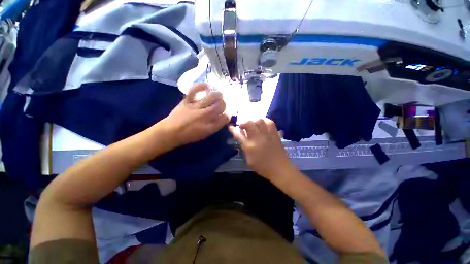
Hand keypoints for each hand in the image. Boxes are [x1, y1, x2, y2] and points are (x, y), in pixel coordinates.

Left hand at [162, 83, 229, 146]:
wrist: (170, 132)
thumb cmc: (189, 136)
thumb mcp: (205, 134)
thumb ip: (215, 126)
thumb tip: (223, 118)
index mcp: (210, 126)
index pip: (225, 118)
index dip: (227, 115)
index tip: (226, 114)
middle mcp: (206, 115)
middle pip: (221, 105)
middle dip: (224, 104)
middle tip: (221, 104)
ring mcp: (196, 107)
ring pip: (212, 97)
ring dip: (218, 95)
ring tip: (218, 95)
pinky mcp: (187, 101)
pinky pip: (195, 90)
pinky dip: (201, 86)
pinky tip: (207, 86)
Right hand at [229, 118, 291, 180]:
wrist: (280, 169)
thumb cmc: (263, 167)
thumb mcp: (249, 160)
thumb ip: (244, 147)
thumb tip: (241, 138)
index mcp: (250, 146)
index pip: (239, 135)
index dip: (233, 130)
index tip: (230, 127)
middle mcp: (258, 138)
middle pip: (249, 123)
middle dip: (244, 123)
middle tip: (243, 127)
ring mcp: (268, 135)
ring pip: (260, 120)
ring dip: (254, 120)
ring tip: (253, 124)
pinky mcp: (275, 134)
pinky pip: (271, 123)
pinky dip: (265, 121)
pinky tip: (263, 124)